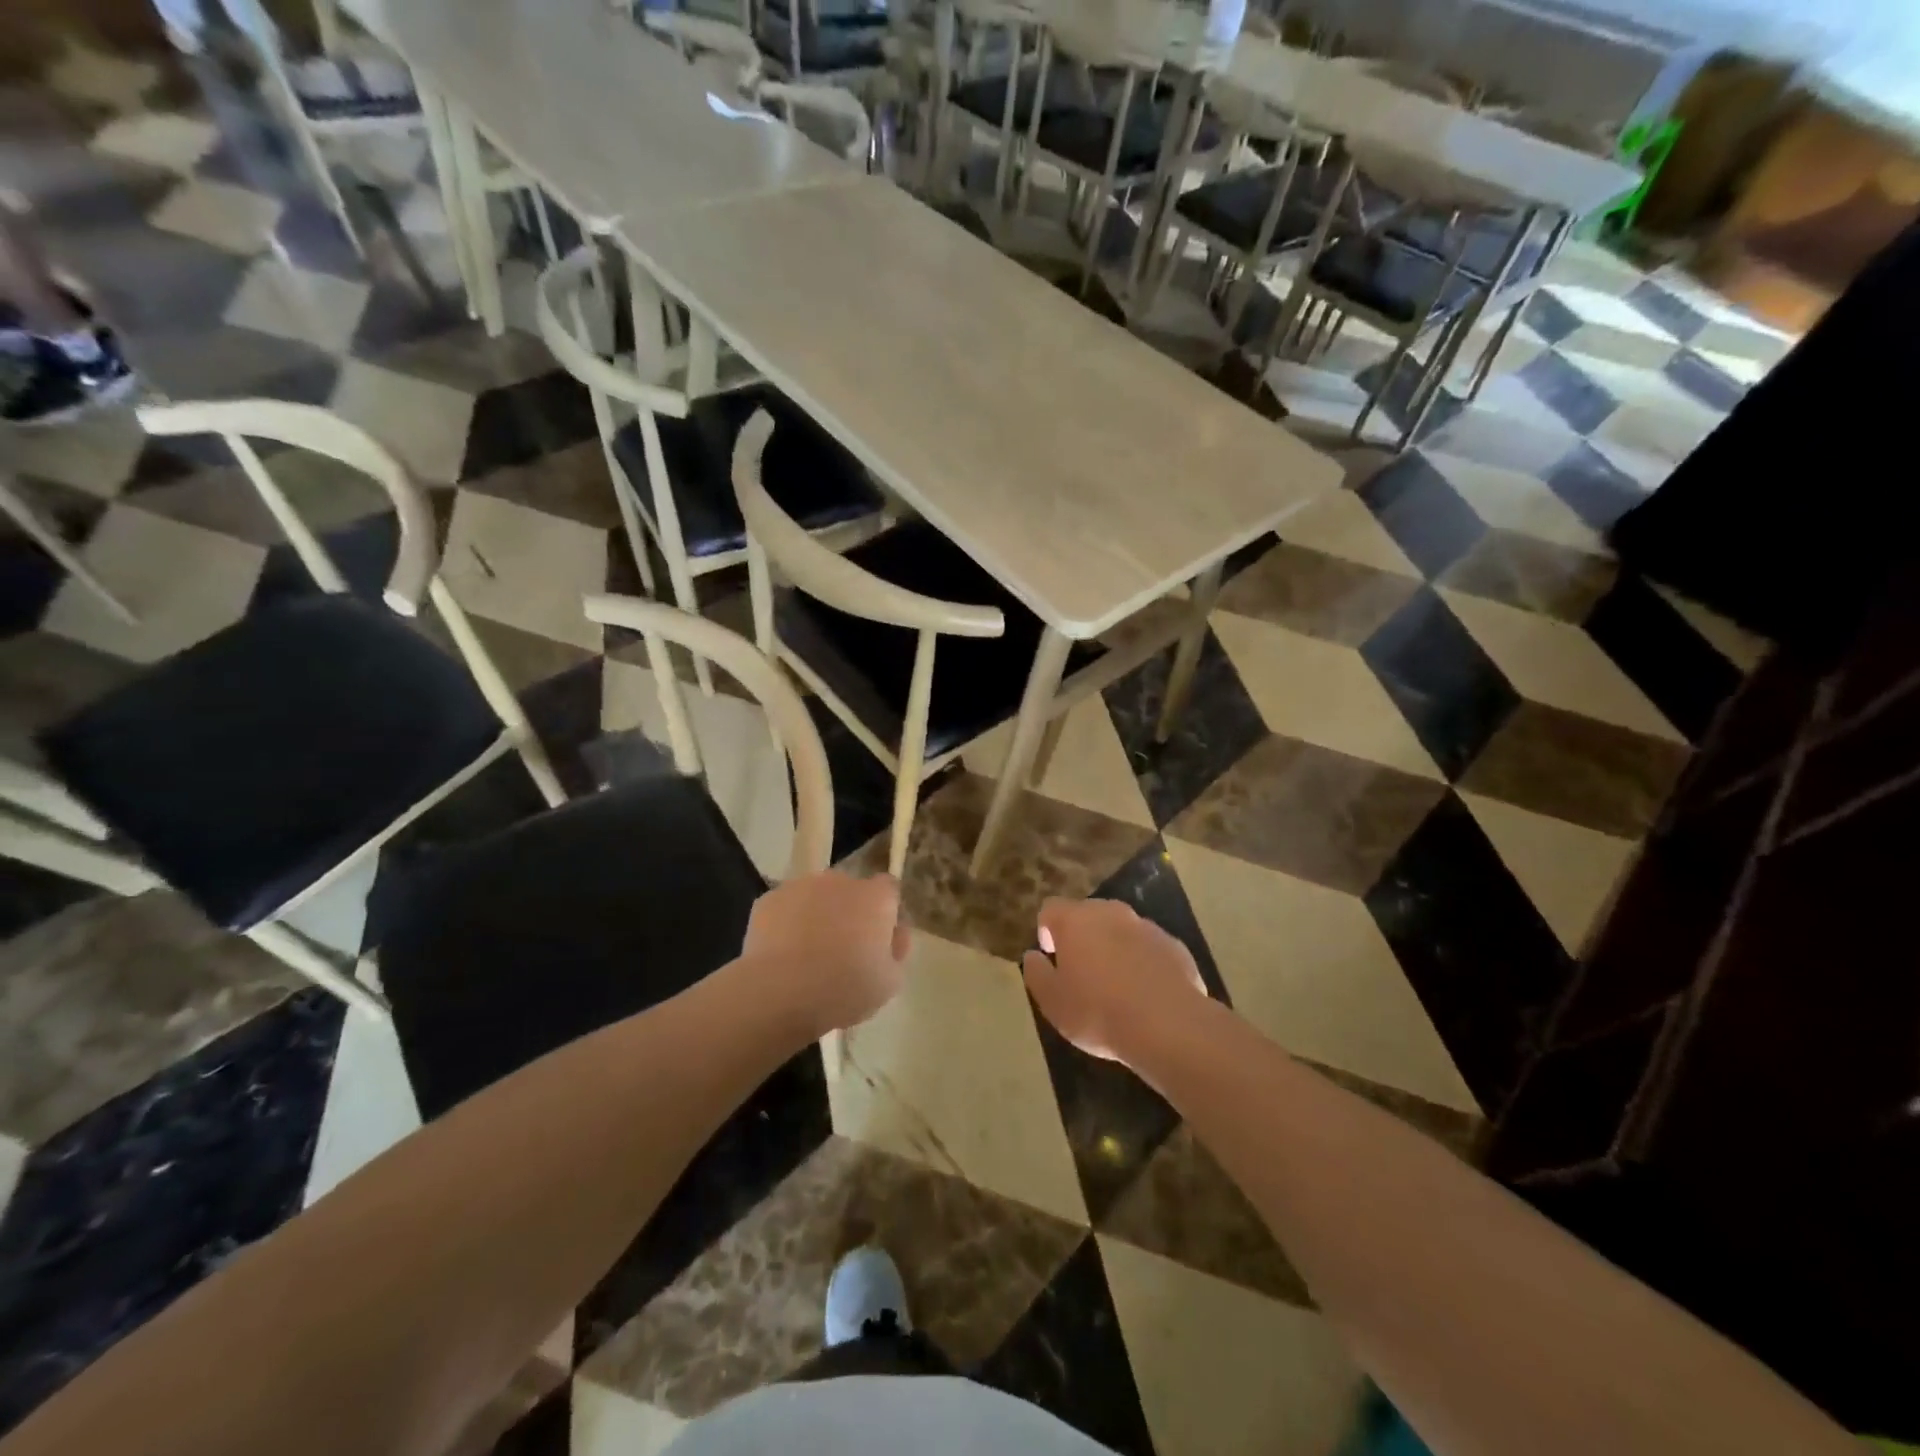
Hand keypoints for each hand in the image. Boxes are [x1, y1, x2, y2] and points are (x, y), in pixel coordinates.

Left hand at [741, 871, 909, 1037]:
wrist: (779, 993)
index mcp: (875, 897)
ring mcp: (801, 886)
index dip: (885, 913)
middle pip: (851, 891)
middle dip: (850, 913)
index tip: (879, 940)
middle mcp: (840, 881)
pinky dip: (787, 924)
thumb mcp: (890, 982)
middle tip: (843, 950)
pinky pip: (786, 909)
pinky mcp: (768, 900)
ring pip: (816, 897)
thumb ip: (896, 952)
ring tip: (808, 955)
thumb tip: (893, 936)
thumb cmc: (844, 988)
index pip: (889, 890)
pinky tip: (783, 955)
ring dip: (818, 916)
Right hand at [1022, 897, 1208, 1068]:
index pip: (1051, 909)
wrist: (1168, 1026)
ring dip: (1113, 946)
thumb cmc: (1098, 1012)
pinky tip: (1145, 992)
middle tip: (1080, 970)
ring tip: (1115, 983)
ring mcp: (1146, 926)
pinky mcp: (1174, 945)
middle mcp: (1110, 913)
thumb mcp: (1052, 1002)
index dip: (1046, 929)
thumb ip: (1036, 974)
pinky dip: (1142, 961)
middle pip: (1088, 914)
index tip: (1050, 955)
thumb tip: (1032, 956)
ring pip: (1121, 929)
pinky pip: (1149, 947)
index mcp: (1075, 920)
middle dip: (1081, 935)